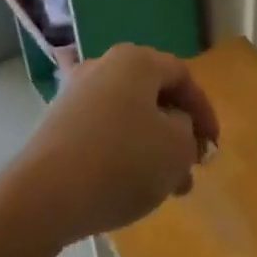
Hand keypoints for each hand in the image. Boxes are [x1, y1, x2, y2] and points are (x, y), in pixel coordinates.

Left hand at [17, 44, 219, 245]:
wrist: (43, 196)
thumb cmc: (121, 162)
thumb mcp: (176, 149)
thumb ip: (189, 133)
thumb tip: (174, 127)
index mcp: (137, 60)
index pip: (183, 77)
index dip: (204, 111)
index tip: (213, 147)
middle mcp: (104, 65)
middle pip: (153, 95)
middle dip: (177, 133)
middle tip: (189, 169)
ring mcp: (76, 92)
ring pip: (128, 115)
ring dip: (151, 146)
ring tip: (163, 188)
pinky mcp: (56, 123)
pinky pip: (102, 130)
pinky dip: (121, 150)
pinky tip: (126, 183)